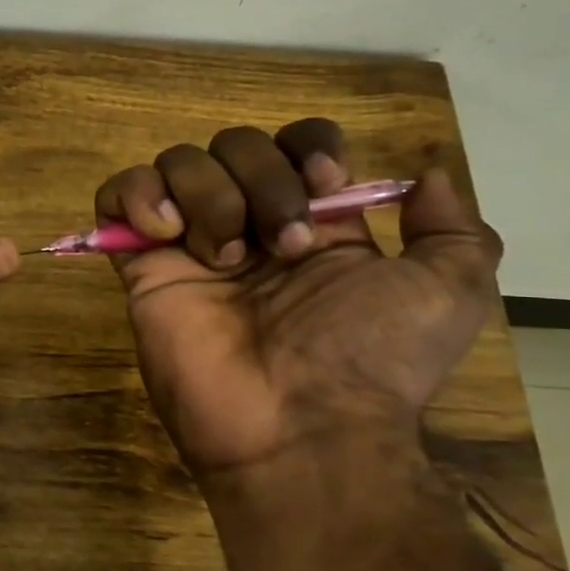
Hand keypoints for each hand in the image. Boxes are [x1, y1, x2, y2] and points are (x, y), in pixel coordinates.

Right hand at [95, 119, 501, 479]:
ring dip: (206, 194)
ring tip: (223, 258)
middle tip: (280, 248)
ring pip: (178, 162)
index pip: (295, 143)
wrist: (298, 427)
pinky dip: (136, 194)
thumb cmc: (370, 358)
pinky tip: (164, 233)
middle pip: (234, 144)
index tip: (322, 188)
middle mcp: (249, 224)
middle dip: (261, 181)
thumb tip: (426, 177)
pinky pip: (117, 195)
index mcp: (313, 224)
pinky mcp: (141, 266)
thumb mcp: (448, 293)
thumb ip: (453, 230)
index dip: (306, 148)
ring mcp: (189, 245)